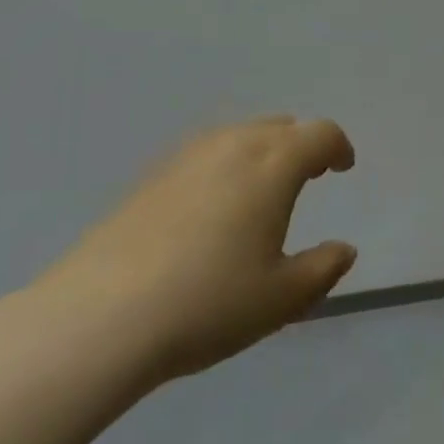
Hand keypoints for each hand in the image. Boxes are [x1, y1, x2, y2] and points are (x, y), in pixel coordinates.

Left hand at [34, 115, 358, 388]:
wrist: (100, 317)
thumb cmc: (208, 303)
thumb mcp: (281, 298)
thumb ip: (323, 269)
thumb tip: (344, 250)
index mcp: (273, 164)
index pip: (319, 134)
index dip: (338, 147)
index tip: (344, 167)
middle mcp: (233, 145)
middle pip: (280, 126)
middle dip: (302, 145)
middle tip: (309, 175)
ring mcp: (187, 156)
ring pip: (239, 135)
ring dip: (263, 151)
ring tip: (262, 189)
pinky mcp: (151, 176)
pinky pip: (205, 153)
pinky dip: (225, 164)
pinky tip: (212, 206)